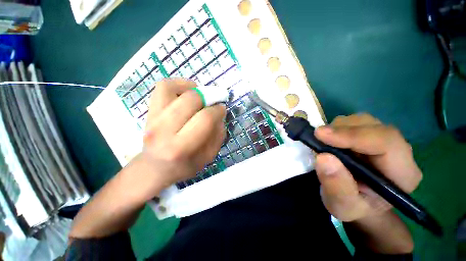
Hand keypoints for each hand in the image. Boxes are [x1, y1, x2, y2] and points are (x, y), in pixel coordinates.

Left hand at [137, 78, 225, 192]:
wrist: (154, 167)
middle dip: (208, 97)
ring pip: (172, 88)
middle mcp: (163, 130)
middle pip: (190, 100)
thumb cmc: (184, 165)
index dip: (218, 110)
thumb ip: (218, 136)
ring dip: (192, 88)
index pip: (204, 119)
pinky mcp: (149, 110)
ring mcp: (153, 118)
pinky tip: (188, 92)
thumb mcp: (208, 157)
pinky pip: (162, 87)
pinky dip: (178, 83)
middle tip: (214, 102)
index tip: (222, 109)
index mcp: (180, 147)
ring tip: (200, 95)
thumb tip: (219, 115)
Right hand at [314, 113, 422, 221]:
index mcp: (402, 173)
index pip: (386, 142)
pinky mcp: (369, 136)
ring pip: (362, 121)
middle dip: (342, 130)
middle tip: (318, 139)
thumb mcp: (343, 206)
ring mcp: (384, 141)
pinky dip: (336, 128)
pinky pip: (353, 123)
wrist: (358, 202)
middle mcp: (398, 152)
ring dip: (337, 128)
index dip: (353, 135)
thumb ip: (336, 186)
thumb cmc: (354, 208)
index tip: (321, 135)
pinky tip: (330, 141)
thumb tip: (323, 157)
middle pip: (373, 126)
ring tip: (324, 143)